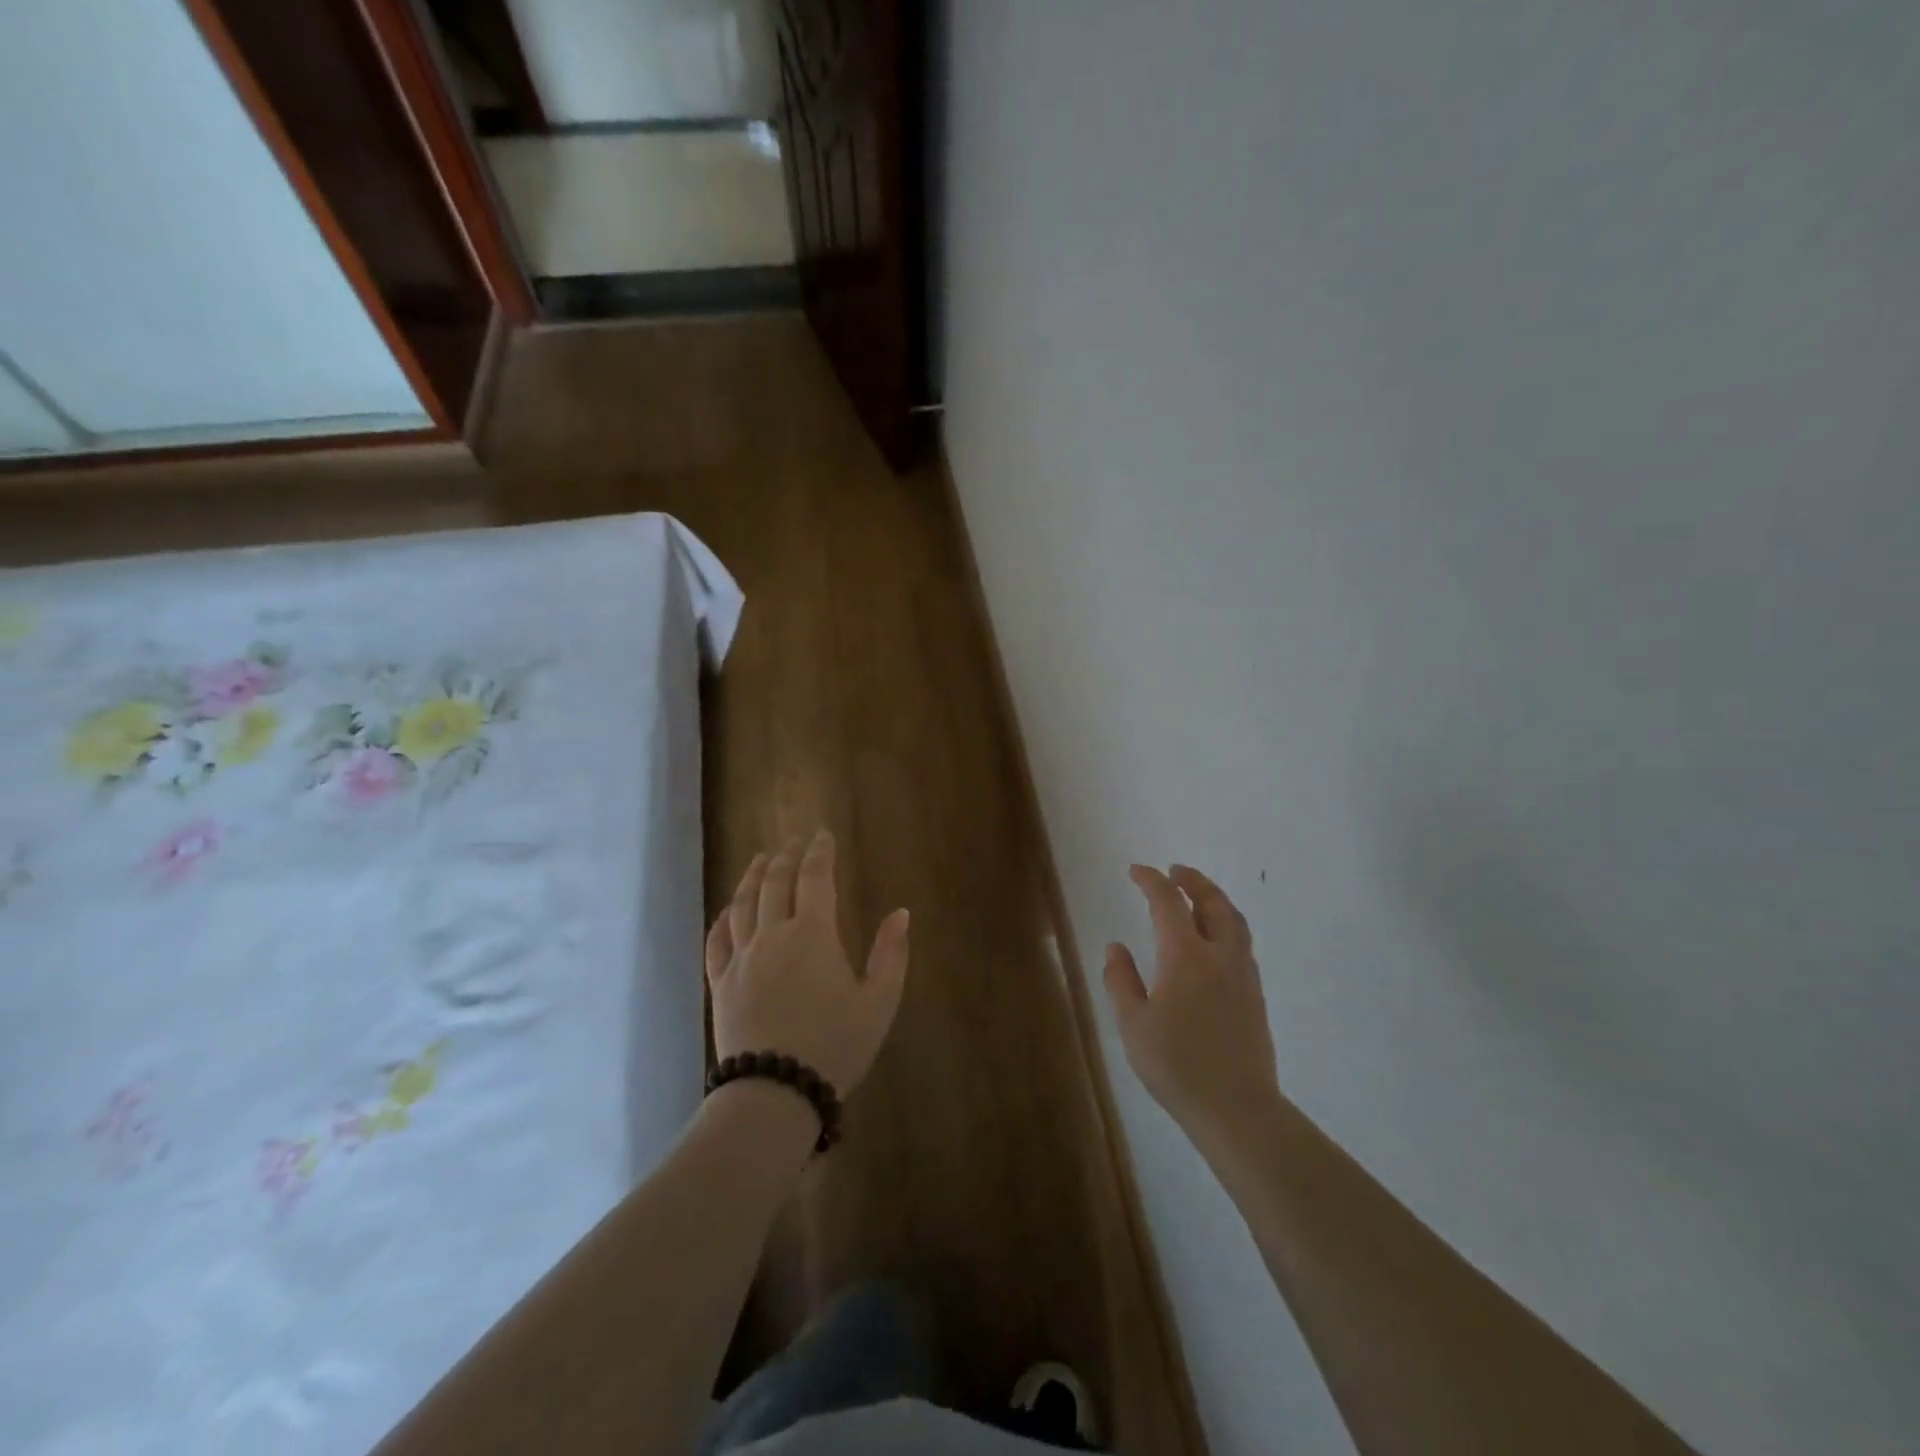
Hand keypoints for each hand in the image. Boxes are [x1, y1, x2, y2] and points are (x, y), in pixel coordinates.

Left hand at [706, 831, 910, 1095]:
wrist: (775, 1093)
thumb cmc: (835, 1045)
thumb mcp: (879, 1002)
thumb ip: (891, 954)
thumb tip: (901, 913)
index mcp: (813, 934)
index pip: (815, 878)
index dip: (819, 852)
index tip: (822, 835)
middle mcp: (773, 935)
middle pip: (775, 883)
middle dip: (785, 857)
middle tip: (792, 841)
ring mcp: (742, 959)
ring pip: (743, 904)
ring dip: (752, 877)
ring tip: (759, 859)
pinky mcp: (721, 984)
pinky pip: (717, 941)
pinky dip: (722, 919)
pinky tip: (726, 911)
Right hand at [1104, 864, 1281, 1151]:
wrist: (1237, 1109)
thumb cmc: (1177, 1066)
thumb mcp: (1133, 1025)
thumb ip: (1121, 981)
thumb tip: (1116, 947)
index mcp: (1186, 956)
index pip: (1168, 902)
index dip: (1151, 881)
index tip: (1136, 870)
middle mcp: (1220, 955)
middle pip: (1212, 902)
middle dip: (1192, 880)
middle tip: (1174, 870)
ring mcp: (1243, 974)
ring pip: (1234, 920)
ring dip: (1214, 898)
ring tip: (1197, 894)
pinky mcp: (1255, 995)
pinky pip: (1242, 941)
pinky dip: (1227, 922)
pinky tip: (1214, 938)